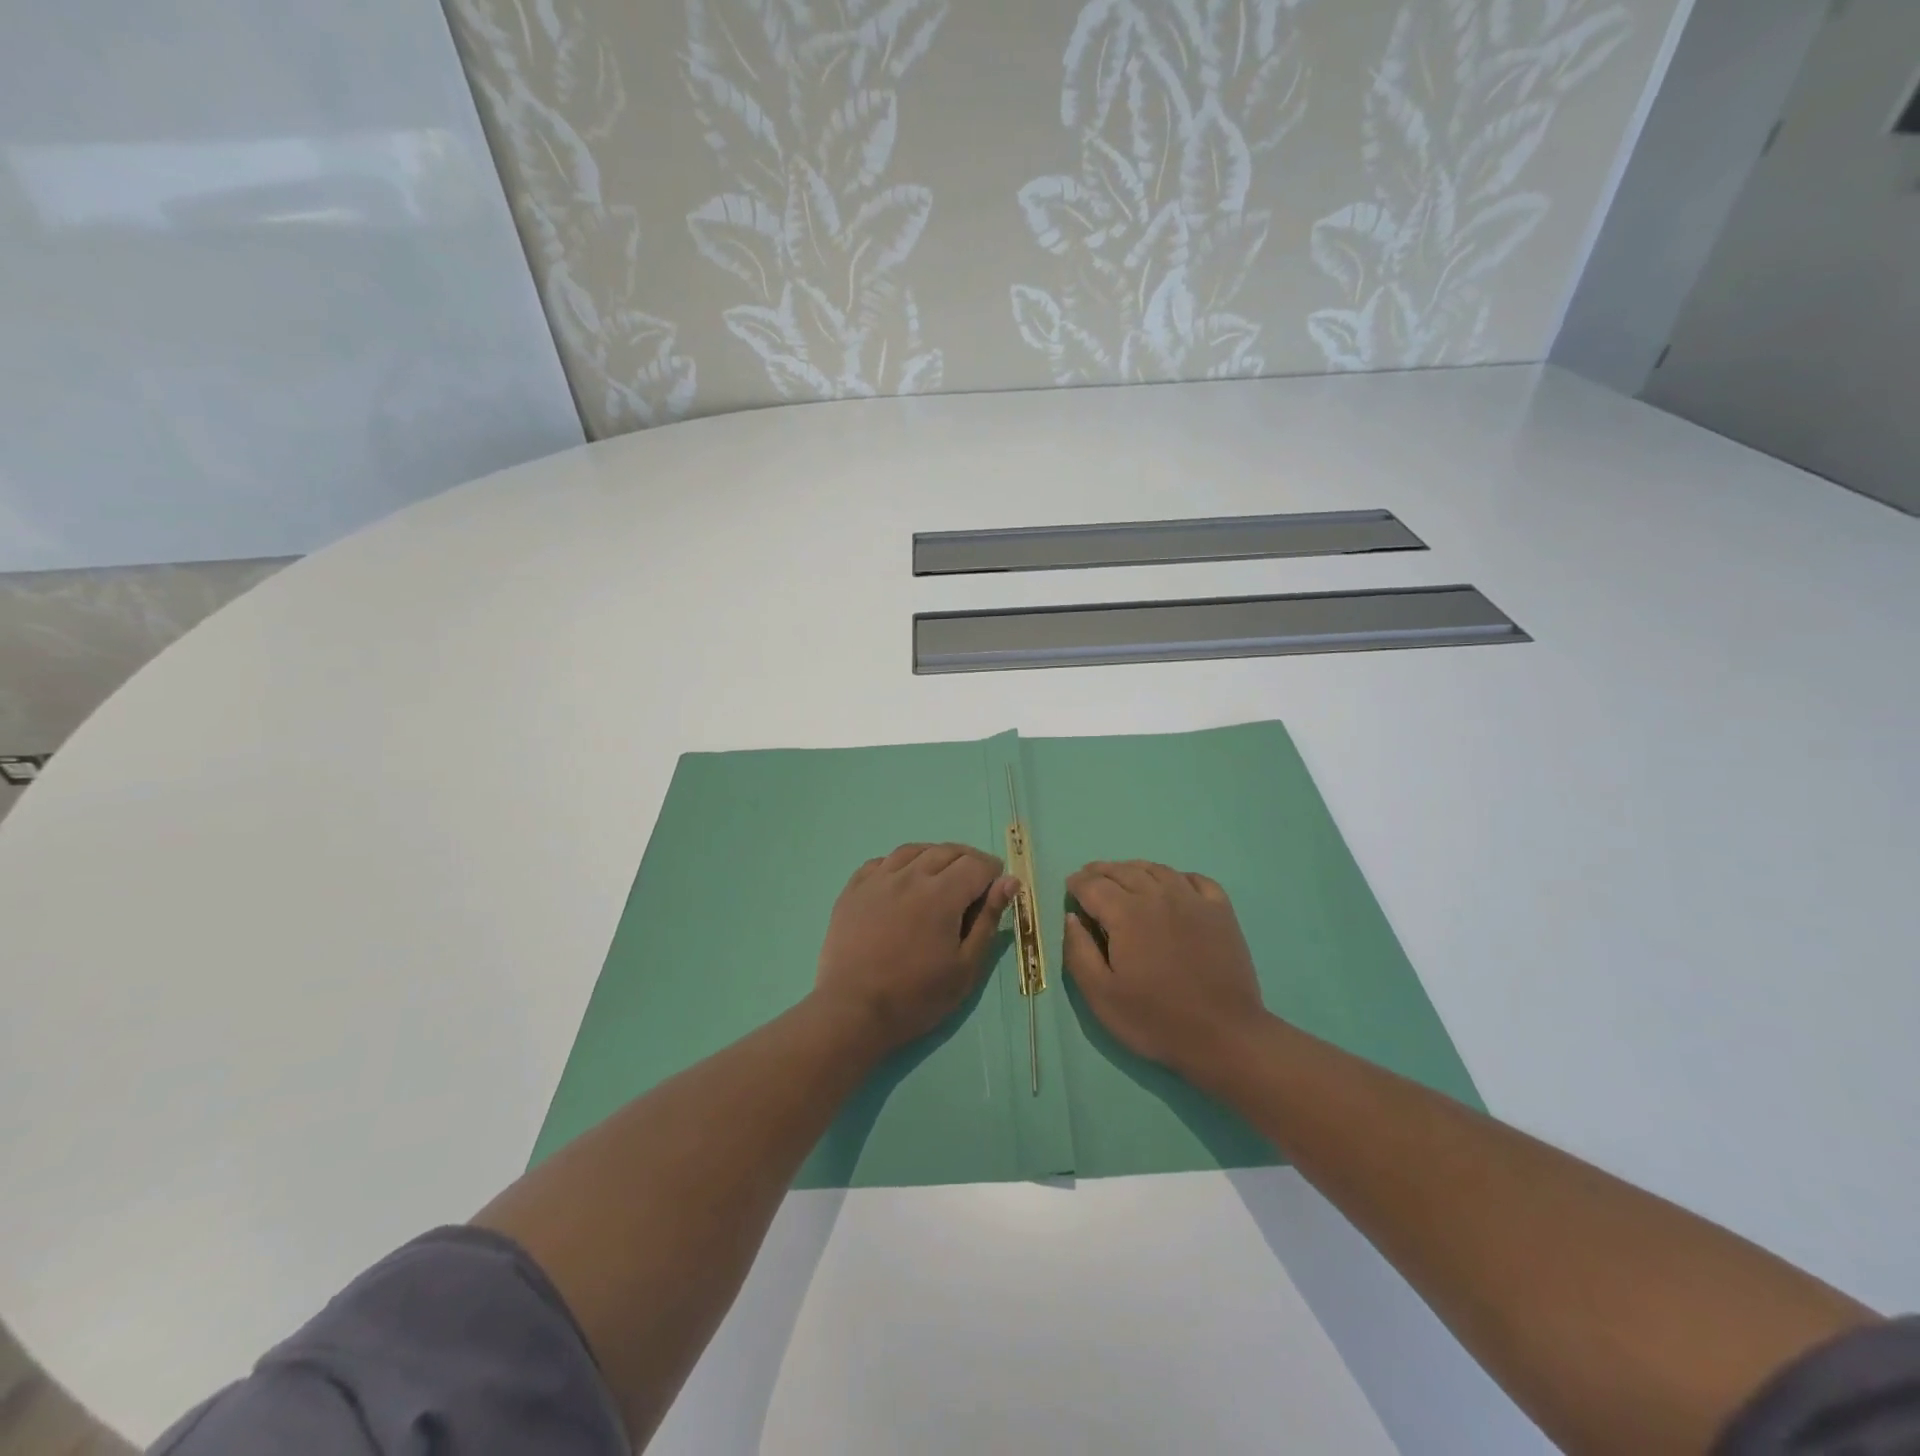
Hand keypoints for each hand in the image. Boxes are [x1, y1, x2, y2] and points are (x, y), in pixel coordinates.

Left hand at [813, 843, 1017, 1056]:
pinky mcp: (853, 889)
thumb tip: (1009, 882)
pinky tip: (902, 882)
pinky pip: (881, 862)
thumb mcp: (965, 966)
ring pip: (914, 850)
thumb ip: (988, 919)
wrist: (853, 1011)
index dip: (993, 873)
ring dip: (934, 857)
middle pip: (947, 851)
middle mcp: (910, 875)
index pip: (977, 864)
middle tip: (973, 886)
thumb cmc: (917, 996)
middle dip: (968, 862)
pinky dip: (899, 865)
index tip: (995, 891)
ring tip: (940, 878)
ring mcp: (878, 879)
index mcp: (942, 893)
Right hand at [1063, 861, 1268, 1078]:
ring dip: (1134, 869)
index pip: (1093, 885)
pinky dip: (1176, 876)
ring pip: (1157, 869)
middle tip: (1089, 878)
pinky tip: (1172, 885)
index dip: (1077, 883)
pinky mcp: (1221, 912)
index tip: (1069, 888)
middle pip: (1123, 871)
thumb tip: (1072, 918)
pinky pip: (1195, 879)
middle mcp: (1158, 896)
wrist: (1223, 1036)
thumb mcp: (1101, 995)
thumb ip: (1078, 951)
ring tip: (1123, 877)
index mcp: (1126, 913)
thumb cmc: (1155, 1019)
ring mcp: (1193, 900)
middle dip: (1101, 871)